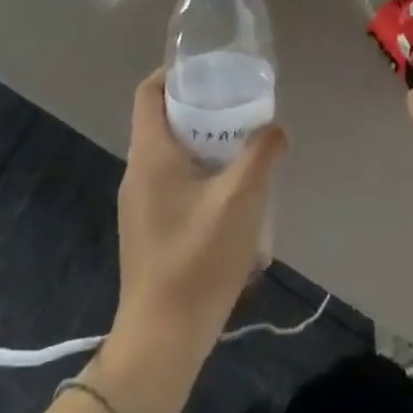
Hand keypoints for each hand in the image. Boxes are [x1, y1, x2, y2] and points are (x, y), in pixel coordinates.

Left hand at [111, 70, 285, 357]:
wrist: (161, 342)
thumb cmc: (197, 260)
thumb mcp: (241, 199)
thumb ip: (262, 154)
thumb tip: (276, 128)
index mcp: (150, 154)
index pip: (148, 92)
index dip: (174, 72)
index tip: (210, 69)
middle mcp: (137, 172)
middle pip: (163, 120)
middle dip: (201, 109)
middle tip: (239, 108)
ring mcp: (139, 205)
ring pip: (171, 155)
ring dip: (204, 146)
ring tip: (243, 151)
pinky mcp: (148, 231)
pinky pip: (173, 185)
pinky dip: (199, 177)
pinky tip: (232, 201)